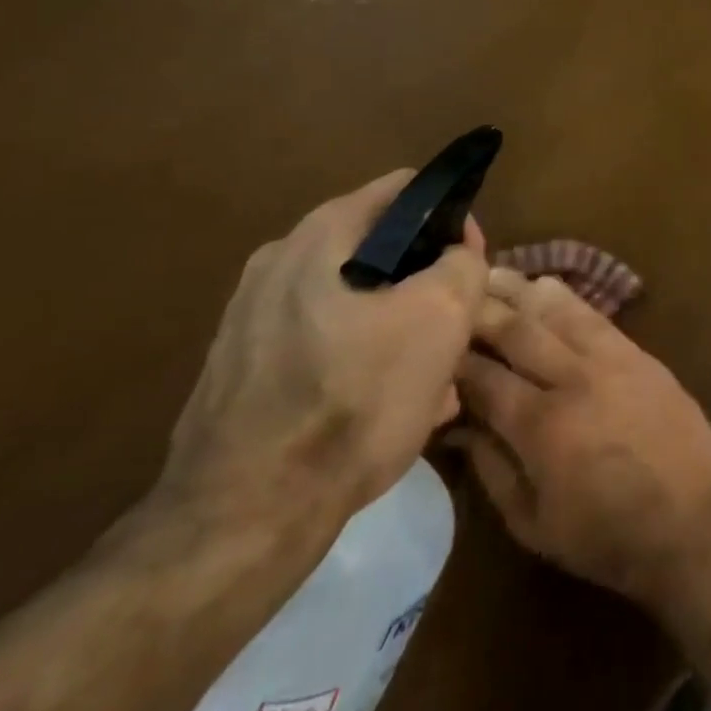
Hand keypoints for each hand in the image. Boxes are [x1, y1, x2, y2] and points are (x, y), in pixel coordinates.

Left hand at [157, 169, 489, 534]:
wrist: (243, 520)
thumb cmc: (354, 398)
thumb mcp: (442, 317)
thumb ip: (463, 264)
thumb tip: (456, 253)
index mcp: (321, 235)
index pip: (406, 190)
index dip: (450, 218)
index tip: (470, 264)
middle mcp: (279, 262)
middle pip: (380, 250)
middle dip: (426, 285)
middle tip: (454, 329)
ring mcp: (252, 318)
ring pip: (355, 303)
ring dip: (399, 329)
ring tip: (430, 383)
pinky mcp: (241, 371)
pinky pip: (322, 345)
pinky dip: (360, 362)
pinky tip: (384, 410)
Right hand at [452, 270, 710, 609]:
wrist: (694, 522)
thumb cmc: (608, 538)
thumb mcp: (534, 525)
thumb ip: (491, 470)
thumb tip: (460, 427)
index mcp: (540, 426)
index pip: (485, 378)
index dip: (455, 360)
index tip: (434, 346)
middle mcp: (571, 379)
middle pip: (517, 331)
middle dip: (481, 310)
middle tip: (454, 293)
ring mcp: (609, 359)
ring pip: (555, 311)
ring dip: (520, 289)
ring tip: (491, 272)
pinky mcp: (637, 352)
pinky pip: (593, 315)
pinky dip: (565, 297)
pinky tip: (546, 284)